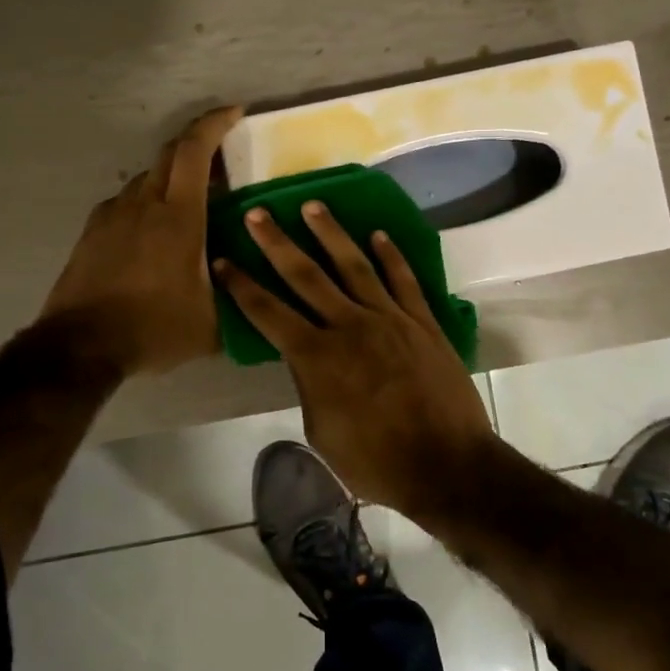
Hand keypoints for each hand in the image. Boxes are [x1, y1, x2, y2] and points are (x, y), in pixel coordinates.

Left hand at [39, 106, 243, 376]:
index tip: (235, 112)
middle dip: (198, 145)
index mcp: (178, 217)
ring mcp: (113, 215)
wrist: (80, 345)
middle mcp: (143, 204)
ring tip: (191, 206)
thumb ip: (237, 298)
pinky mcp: (93, 231)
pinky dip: (147, 204)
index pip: (195, 151)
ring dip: (172, 180)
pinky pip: (127, 203)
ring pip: (147, 179)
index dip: (215, 124)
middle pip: (170, 155)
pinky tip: (155, 233)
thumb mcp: (211, 323)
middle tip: (222, 160)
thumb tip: (253, 287)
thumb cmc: (152, 328)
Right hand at [215, 202, 495, 512]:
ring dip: (330, 234)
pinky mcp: (422, 322)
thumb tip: (306, 361)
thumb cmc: (376, 462)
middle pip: (305, 275)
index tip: (222, 260)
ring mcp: (389, 319)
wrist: (447, 465)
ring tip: (312, 206)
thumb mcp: (322, 432)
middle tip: (258, 213)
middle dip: (277, 243)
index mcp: (316, 357)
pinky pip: (404, 280)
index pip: (268, 312)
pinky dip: (391, 255)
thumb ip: (309, 387)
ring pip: (354, 265)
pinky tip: (378, 235)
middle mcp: (349, 326)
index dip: (241, 286)